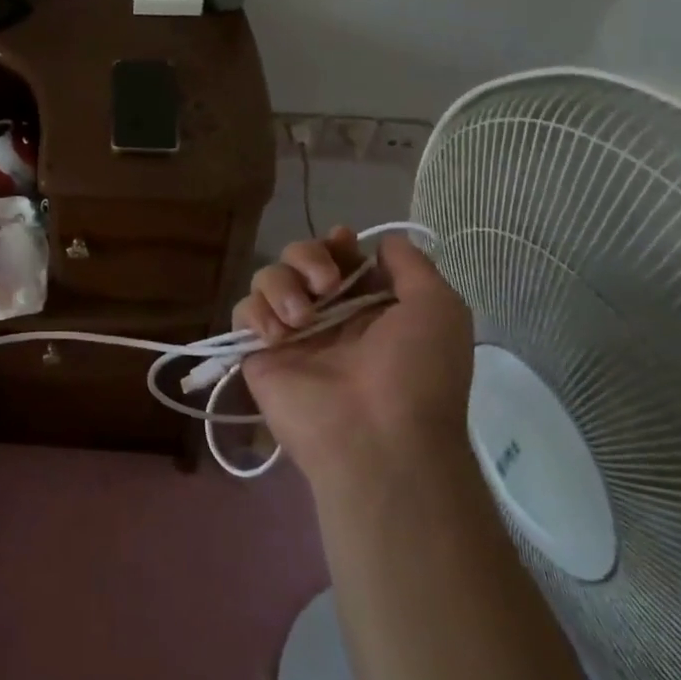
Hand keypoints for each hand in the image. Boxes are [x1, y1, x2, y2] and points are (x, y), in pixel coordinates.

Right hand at [234, 228, 473, 491]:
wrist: (376, 437)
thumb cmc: (415, 372)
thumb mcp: (438, 309)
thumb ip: (412, 266)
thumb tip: (382, 242)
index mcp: (369, 304)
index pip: (339, 256)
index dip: (335, 244)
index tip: (342, 244)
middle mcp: (327, 314)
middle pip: (297, 257)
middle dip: (306, 257)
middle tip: (324, 285)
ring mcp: (291, 333)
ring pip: (266, 278)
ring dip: (281, 285)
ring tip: (302, 318)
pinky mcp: (259, 353)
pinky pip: (242, 312)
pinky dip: (256, 313)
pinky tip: (277, 336)